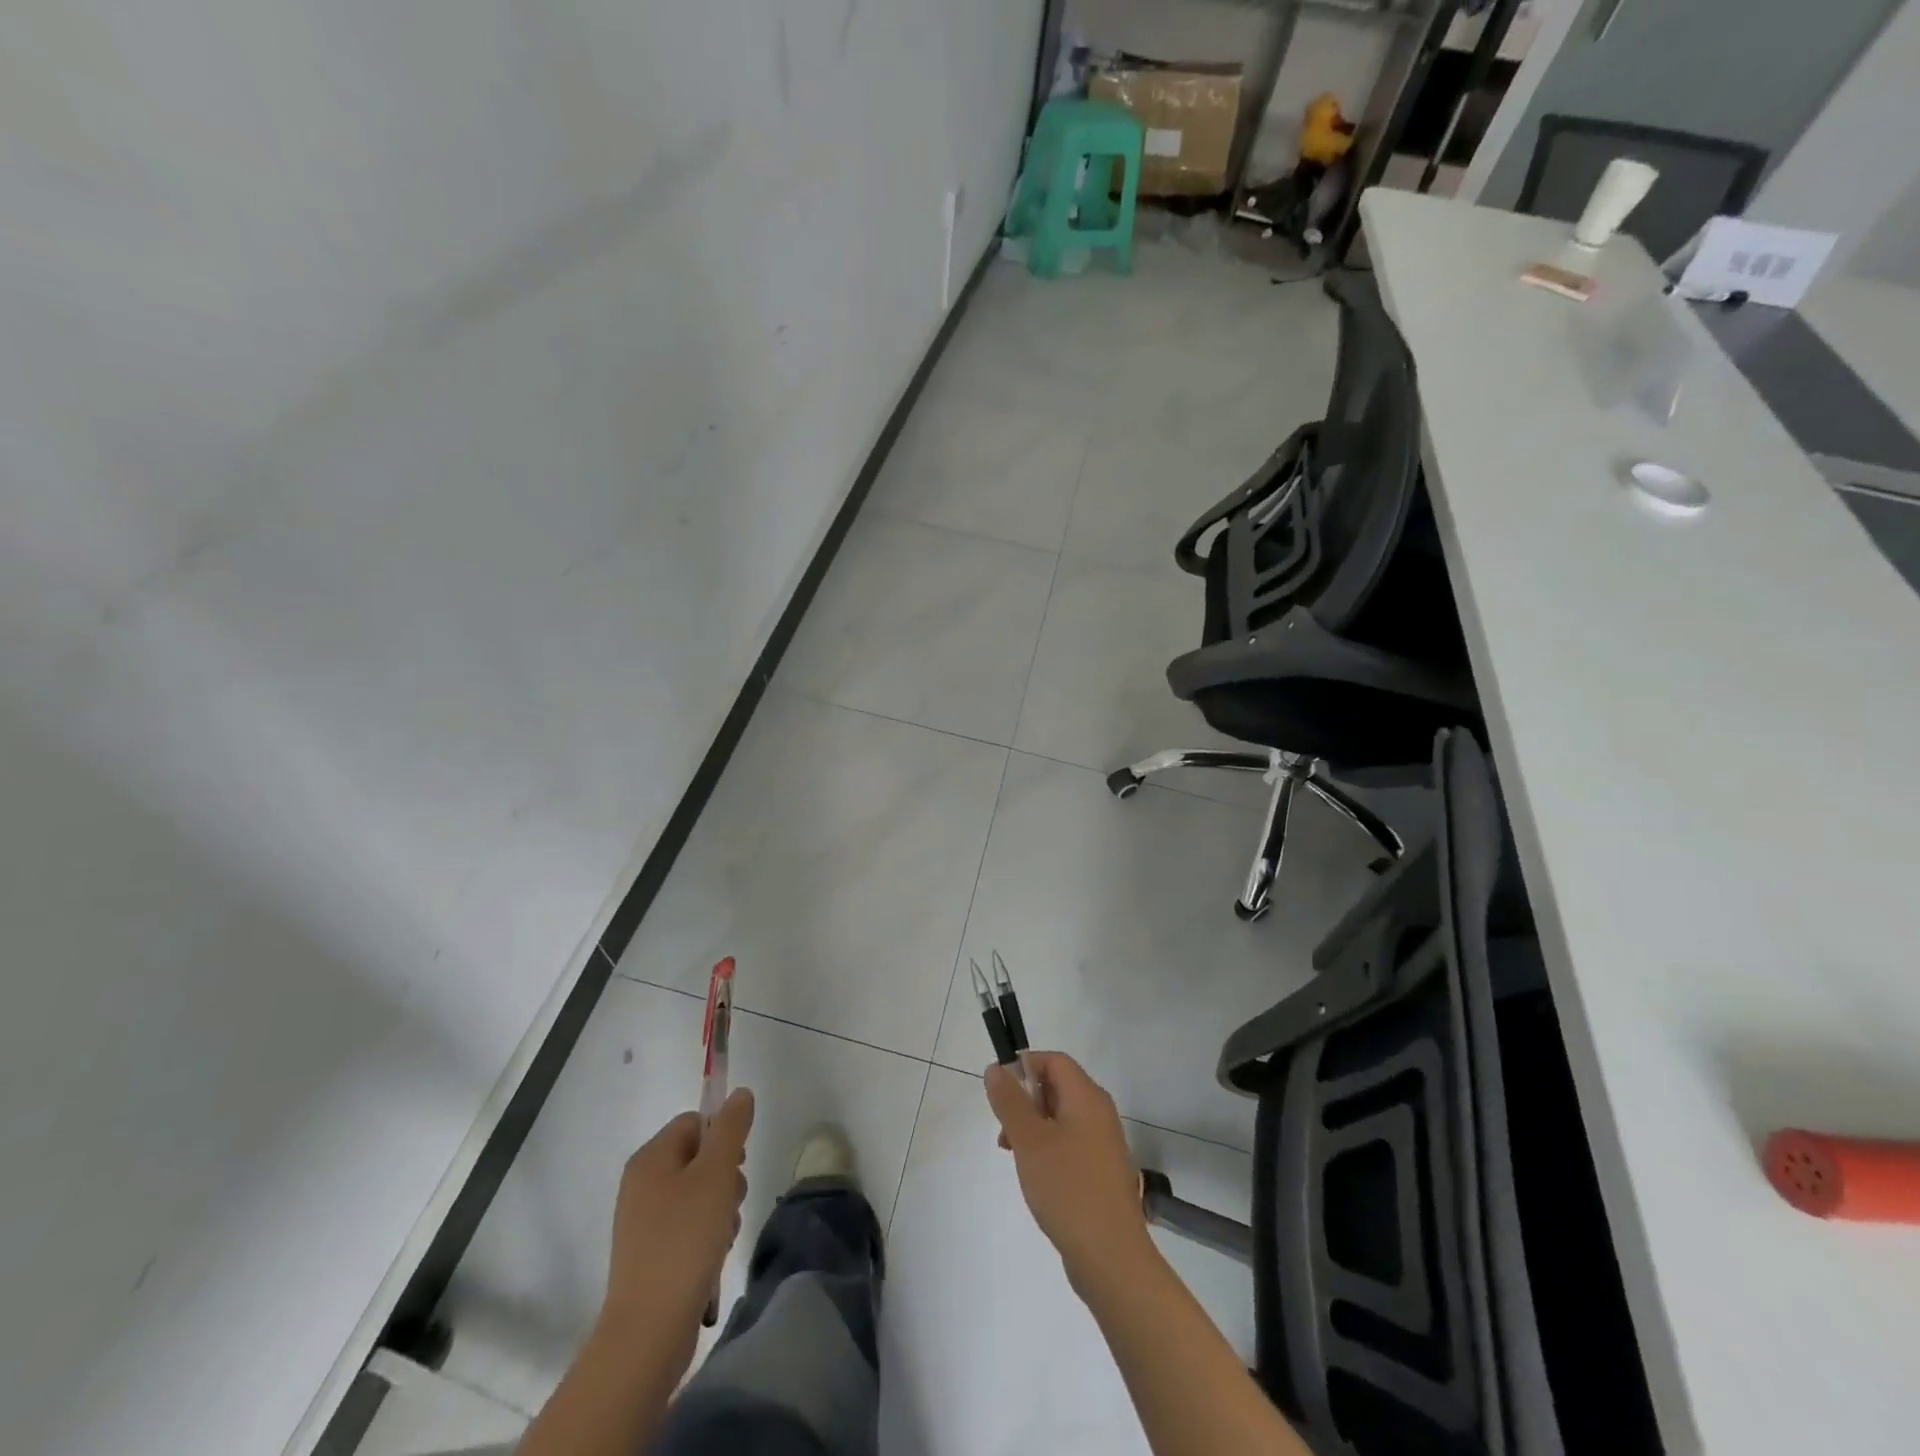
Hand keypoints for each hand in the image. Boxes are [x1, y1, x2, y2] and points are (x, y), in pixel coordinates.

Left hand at [600, 1088, 754, 1354]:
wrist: (648, 1330)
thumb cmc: (685, 1240)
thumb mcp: (716, 1174)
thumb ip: (731, 1128)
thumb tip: (739, 1094)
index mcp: (650, 1158)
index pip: (695, 1122)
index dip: (723, 1136)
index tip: (738, 1164)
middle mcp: (641, 1183)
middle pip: (698, 1157)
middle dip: (726, 1176)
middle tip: (733, 1201)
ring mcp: (643, 1221)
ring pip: (697, 1193)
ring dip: (721, 1208)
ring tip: (725, 1235)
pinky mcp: (650, 1254)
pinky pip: (687, 1226)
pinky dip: (706, 1234)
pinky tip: (714, 1256)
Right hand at [984, 1053, 1156, 1292]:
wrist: (1111, 1258)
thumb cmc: (1068, 1189)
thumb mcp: (1029, 1141)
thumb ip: (1010, 1101)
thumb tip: (997, 1068)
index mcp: (1087, 1098)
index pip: (1055, 1061)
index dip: (1025, 1066)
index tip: (1000, 1092)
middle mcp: (1100, 1114)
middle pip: (1058, 1087)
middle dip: (1025, 1101)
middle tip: (1004, 1131)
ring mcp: (1104, 1144)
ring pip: (1061, 1118)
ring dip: (1033, 1128)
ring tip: (1014, 1156)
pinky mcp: (1102, 1172)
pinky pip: (1070, 1144)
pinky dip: (1048, 1149)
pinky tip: (1036, 1176)